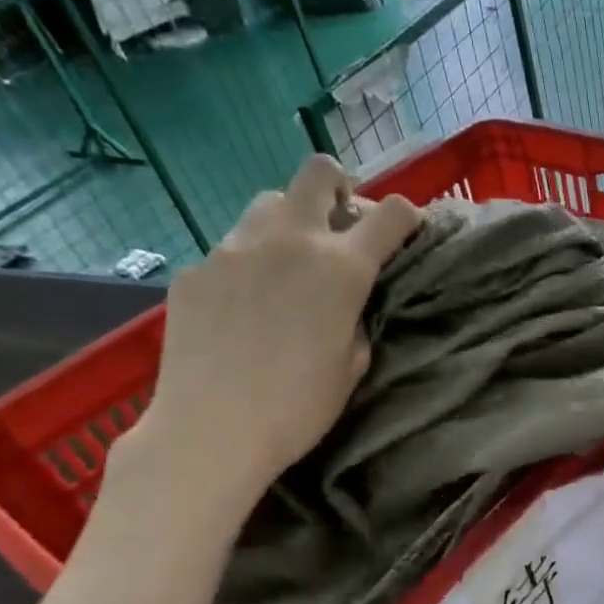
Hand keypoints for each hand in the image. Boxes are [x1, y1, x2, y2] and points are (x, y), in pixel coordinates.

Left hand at [125, 156, 418, 515]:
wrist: (211, 430)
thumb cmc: (299, 407)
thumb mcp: (353, 365)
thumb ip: (358, 317)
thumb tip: (347, 302)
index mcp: (342, 267)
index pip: (392, 214)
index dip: (407, 217)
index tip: (406, 233)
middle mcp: (290, 240)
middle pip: (319, 172)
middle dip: (338, 188)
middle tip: (339, 224)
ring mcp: (234, 249)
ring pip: (269, 202)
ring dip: (290, 221)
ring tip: (287, 262)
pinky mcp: (195, 269)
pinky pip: (230, 248)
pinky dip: (248, 263)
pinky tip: (242, 305)